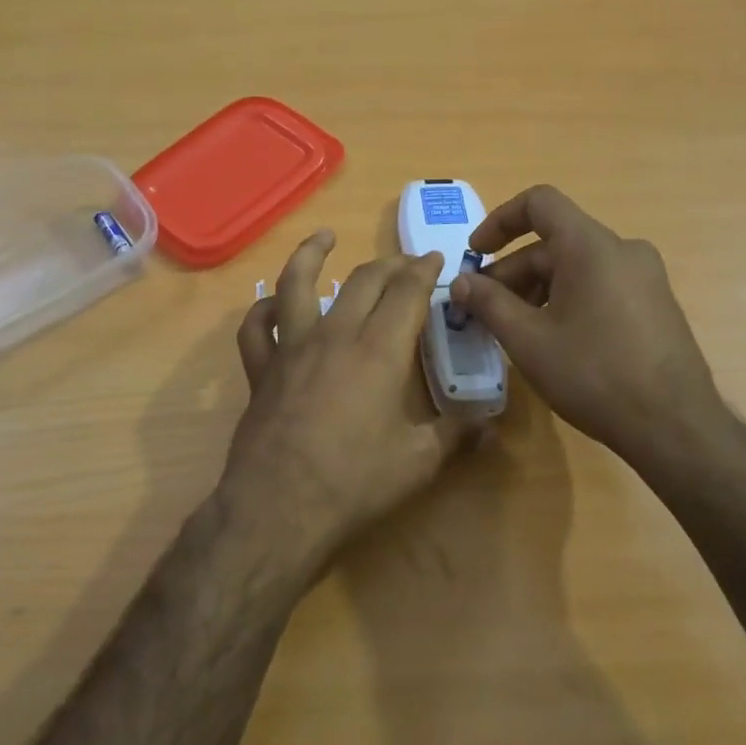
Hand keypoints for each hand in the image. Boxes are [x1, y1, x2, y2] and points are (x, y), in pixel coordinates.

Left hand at [226, 230, 470, 576]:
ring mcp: (291, 349)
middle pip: (363, 281)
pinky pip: (256, 328)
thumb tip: (489, 425)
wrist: (279, 507)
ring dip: (311, 255)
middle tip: (405, 262)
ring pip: (297, 285)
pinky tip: (273, 304)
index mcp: (378, 351)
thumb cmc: (354, 483)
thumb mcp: (418, 463)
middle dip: (389, 264)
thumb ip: (456, 436)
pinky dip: (263, 309)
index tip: (435, 258)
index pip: (406, 293)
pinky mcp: (261, 370)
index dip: (424, 270)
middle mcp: (334, 335)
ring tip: (324, 237)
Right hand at [448, 185, 735, 472]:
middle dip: (512, 272)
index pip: (539, 203)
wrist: (674, 426)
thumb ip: (488, 303)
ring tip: (514, 330)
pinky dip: (566, 299)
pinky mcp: (654, 304)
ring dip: (537, 289)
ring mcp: (644, 277)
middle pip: (554, 242)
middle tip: (484, 311)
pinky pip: (599, 284)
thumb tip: (460, 282)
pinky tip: (553, 340)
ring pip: (576, 266)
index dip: (499, 220)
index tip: (475, 254)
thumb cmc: (594, 374)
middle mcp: (623, 250)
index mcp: (591, 246)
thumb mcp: (528, 340)